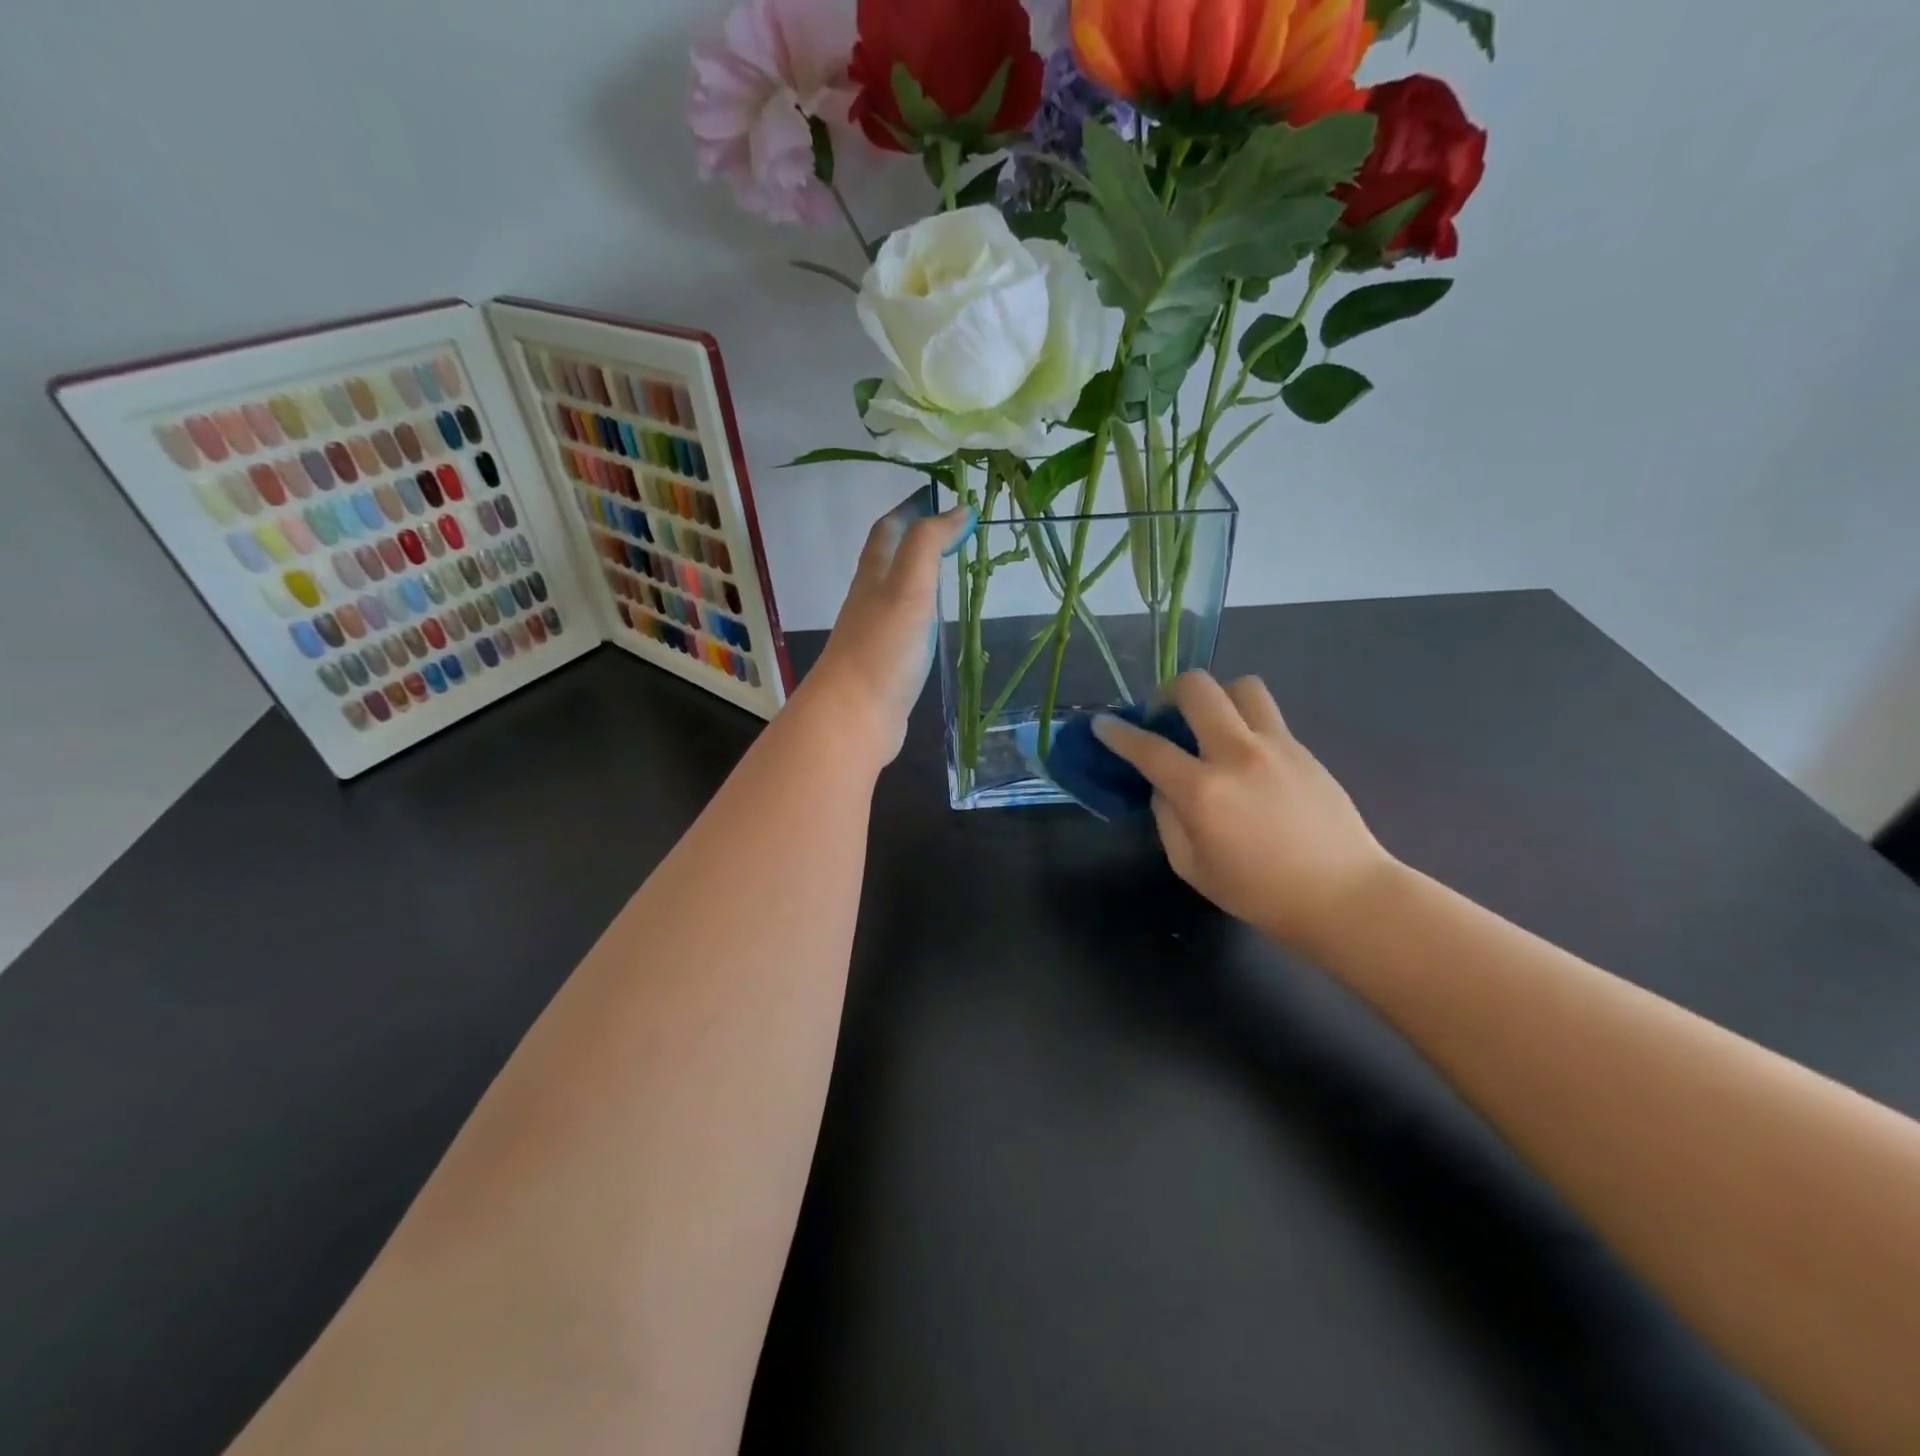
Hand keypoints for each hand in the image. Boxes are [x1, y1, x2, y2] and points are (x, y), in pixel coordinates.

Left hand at [800, 491, 974, 764]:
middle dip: (915, 538)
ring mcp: (875, 633)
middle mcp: (869, 600)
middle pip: (888, 558)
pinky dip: (920, 613)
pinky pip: (903, 626)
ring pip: (895, 592)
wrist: (854, 717)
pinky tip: (934, 623)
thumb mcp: (909, 587)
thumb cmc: (882, 649)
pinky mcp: (884, 664)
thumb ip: (929, 546)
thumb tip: (957, 509)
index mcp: (874, 577)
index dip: (910, 508)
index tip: (940, 495)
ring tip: (950, 569)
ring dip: (918, 575)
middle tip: (953, 530)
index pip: (888, 530)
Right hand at [1092, 672, 1398, 953]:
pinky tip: (1243, 755)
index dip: (1117, 733)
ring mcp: (1276, 745)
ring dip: (1215, 697)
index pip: (1148, 748)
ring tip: (1209, 723)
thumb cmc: (1260, 893)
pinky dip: (1243, 721)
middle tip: (1163, 716)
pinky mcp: (1303, 749)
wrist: (1344, 896)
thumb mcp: (1193, 867)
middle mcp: (1237, 754)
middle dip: (1167, 692)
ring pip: (1240, 686)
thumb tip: (1164, 787)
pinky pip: (1266, 715)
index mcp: (1203, 791)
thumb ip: (1168, 819)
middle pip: (1197, 689)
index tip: (1102, 724)